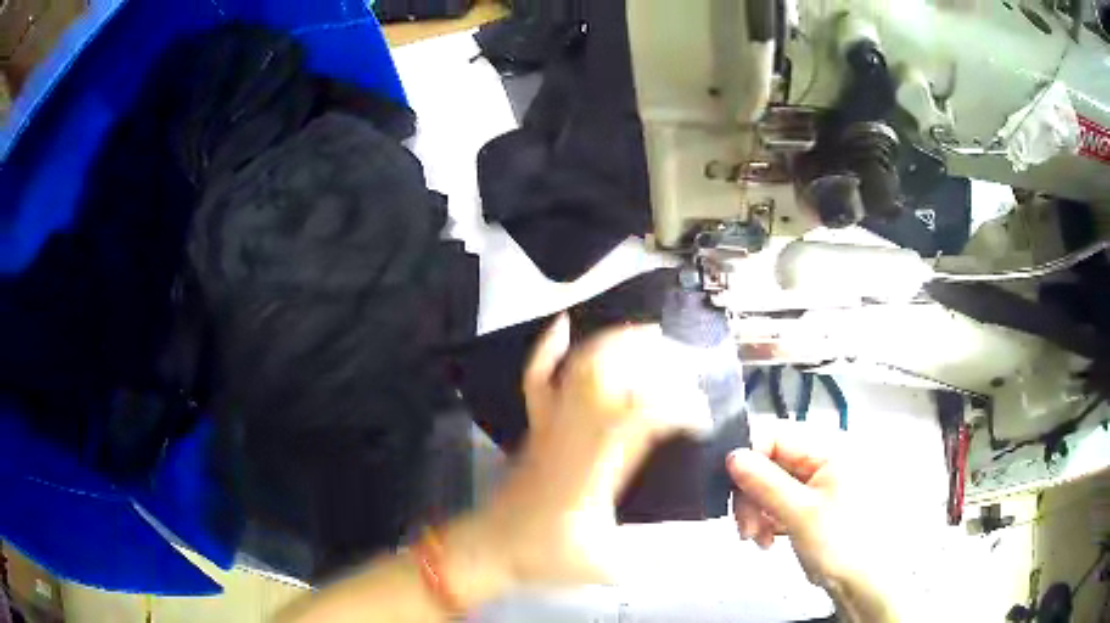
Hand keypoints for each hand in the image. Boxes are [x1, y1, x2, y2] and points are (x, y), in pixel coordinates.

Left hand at [469, 315, 710, 587]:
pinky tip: (563, 325)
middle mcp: (575, 436)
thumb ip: (641, 561)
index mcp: (597, 468)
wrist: (490, 547)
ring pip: (577, 369)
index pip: (641, 417)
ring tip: (643, 331)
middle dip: (648, 357)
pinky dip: (548, 350)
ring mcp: (550, 427)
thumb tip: (672, 558)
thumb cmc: (543, 556)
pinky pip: (536, 381)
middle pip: (610, 375)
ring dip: (612, 343)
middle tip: (679, 354)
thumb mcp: (602, 566)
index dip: (676, 407)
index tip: (699, 418)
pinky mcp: (534, 428)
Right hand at [727, 421, 914, 621]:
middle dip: (752, 496)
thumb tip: (732, 455)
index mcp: (829, 448)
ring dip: (757, 512)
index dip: (748, 459)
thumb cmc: (841, 542)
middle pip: (770, 463)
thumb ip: (765, 483)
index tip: (730, 491)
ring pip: (771, 485)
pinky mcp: (812, 503)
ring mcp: (818, 482)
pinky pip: (780, 501)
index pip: (776, 436)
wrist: (862, 581)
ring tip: (759, 539)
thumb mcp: (800, 513)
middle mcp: (823, 458)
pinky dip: (768, 519)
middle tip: (745, 528)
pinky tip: (768, 540)